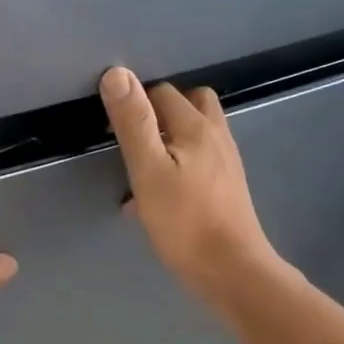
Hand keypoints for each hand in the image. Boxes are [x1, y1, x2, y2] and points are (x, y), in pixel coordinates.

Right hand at [100, 67, 280, 311]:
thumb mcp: (149, 170)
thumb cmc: (185, 221)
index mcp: (196, 127)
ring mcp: (226, 163)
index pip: (162, 92)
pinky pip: (199, 163)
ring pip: (194, 135)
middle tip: (133, 141)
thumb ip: (134, 122)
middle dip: (159, 114)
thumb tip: (117, 73)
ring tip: (144, 167)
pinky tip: (159, 198)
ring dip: (169, 141)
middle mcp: (216, 137)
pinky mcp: (227, 188)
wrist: (231, 270)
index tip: (112, 132)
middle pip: (189, 105)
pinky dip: (178, 166)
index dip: (135, 104)